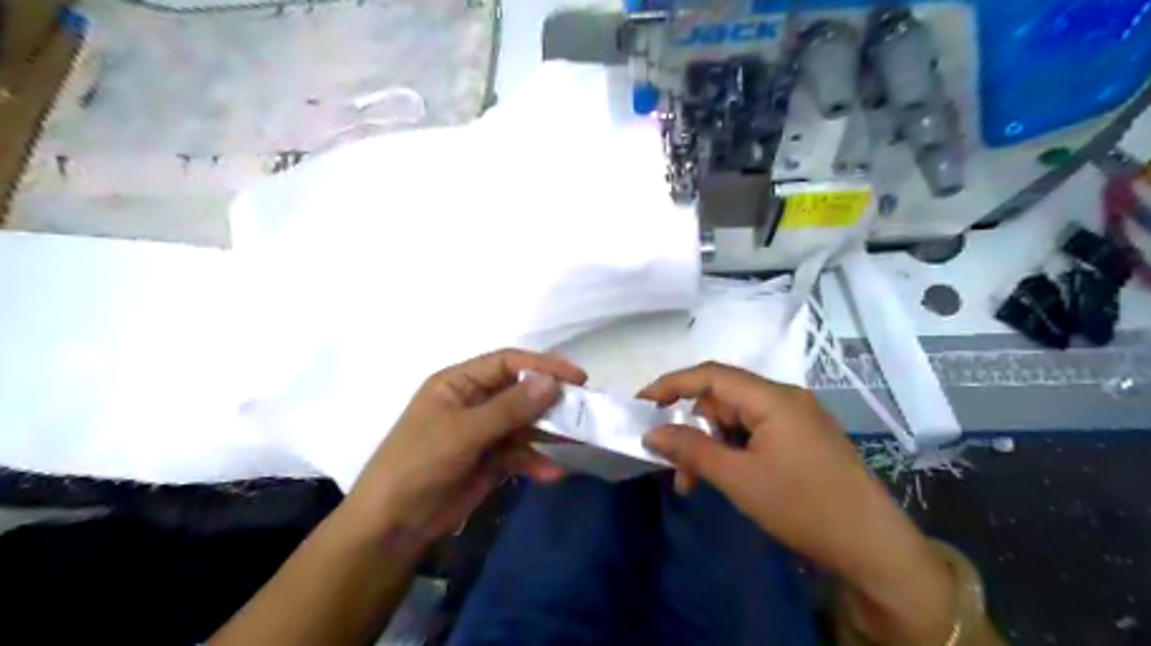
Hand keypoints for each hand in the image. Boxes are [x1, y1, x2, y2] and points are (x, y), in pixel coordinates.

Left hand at [343, 351, 584, 551]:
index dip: (543, 366)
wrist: (394, 525)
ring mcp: (484, 431)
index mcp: (459, 383)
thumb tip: (552, 382)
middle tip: (585, 409)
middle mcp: (474, 401)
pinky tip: (553, 473)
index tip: (577, 378)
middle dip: (551, 400)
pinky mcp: (490, 459)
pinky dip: (536, 461)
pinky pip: (520, 453)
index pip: (507, 363)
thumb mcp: (463, 432)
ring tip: (578, 441)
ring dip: (549, 432)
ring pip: (525, 423)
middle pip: (521, 392)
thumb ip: (509, 407)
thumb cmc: (419, 464)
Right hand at [638, 360, 888, 567]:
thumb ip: (691, 450)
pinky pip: (755, 432)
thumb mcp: (738, 479)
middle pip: (723, 398)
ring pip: (737, 418)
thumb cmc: (802, 506)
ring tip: (697, 482)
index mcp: (773, 398)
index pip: (711, 374)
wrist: (872, 546)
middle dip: (693, 427)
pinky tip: (727, 477)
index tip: (642, 403)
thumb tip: (652, 432)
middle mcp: (785, 398)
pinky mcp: (802, 437)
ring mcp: (797, 417)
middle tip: (675, 464)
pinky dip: (733, 450)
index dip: (672, 384)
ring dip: (712, 444)